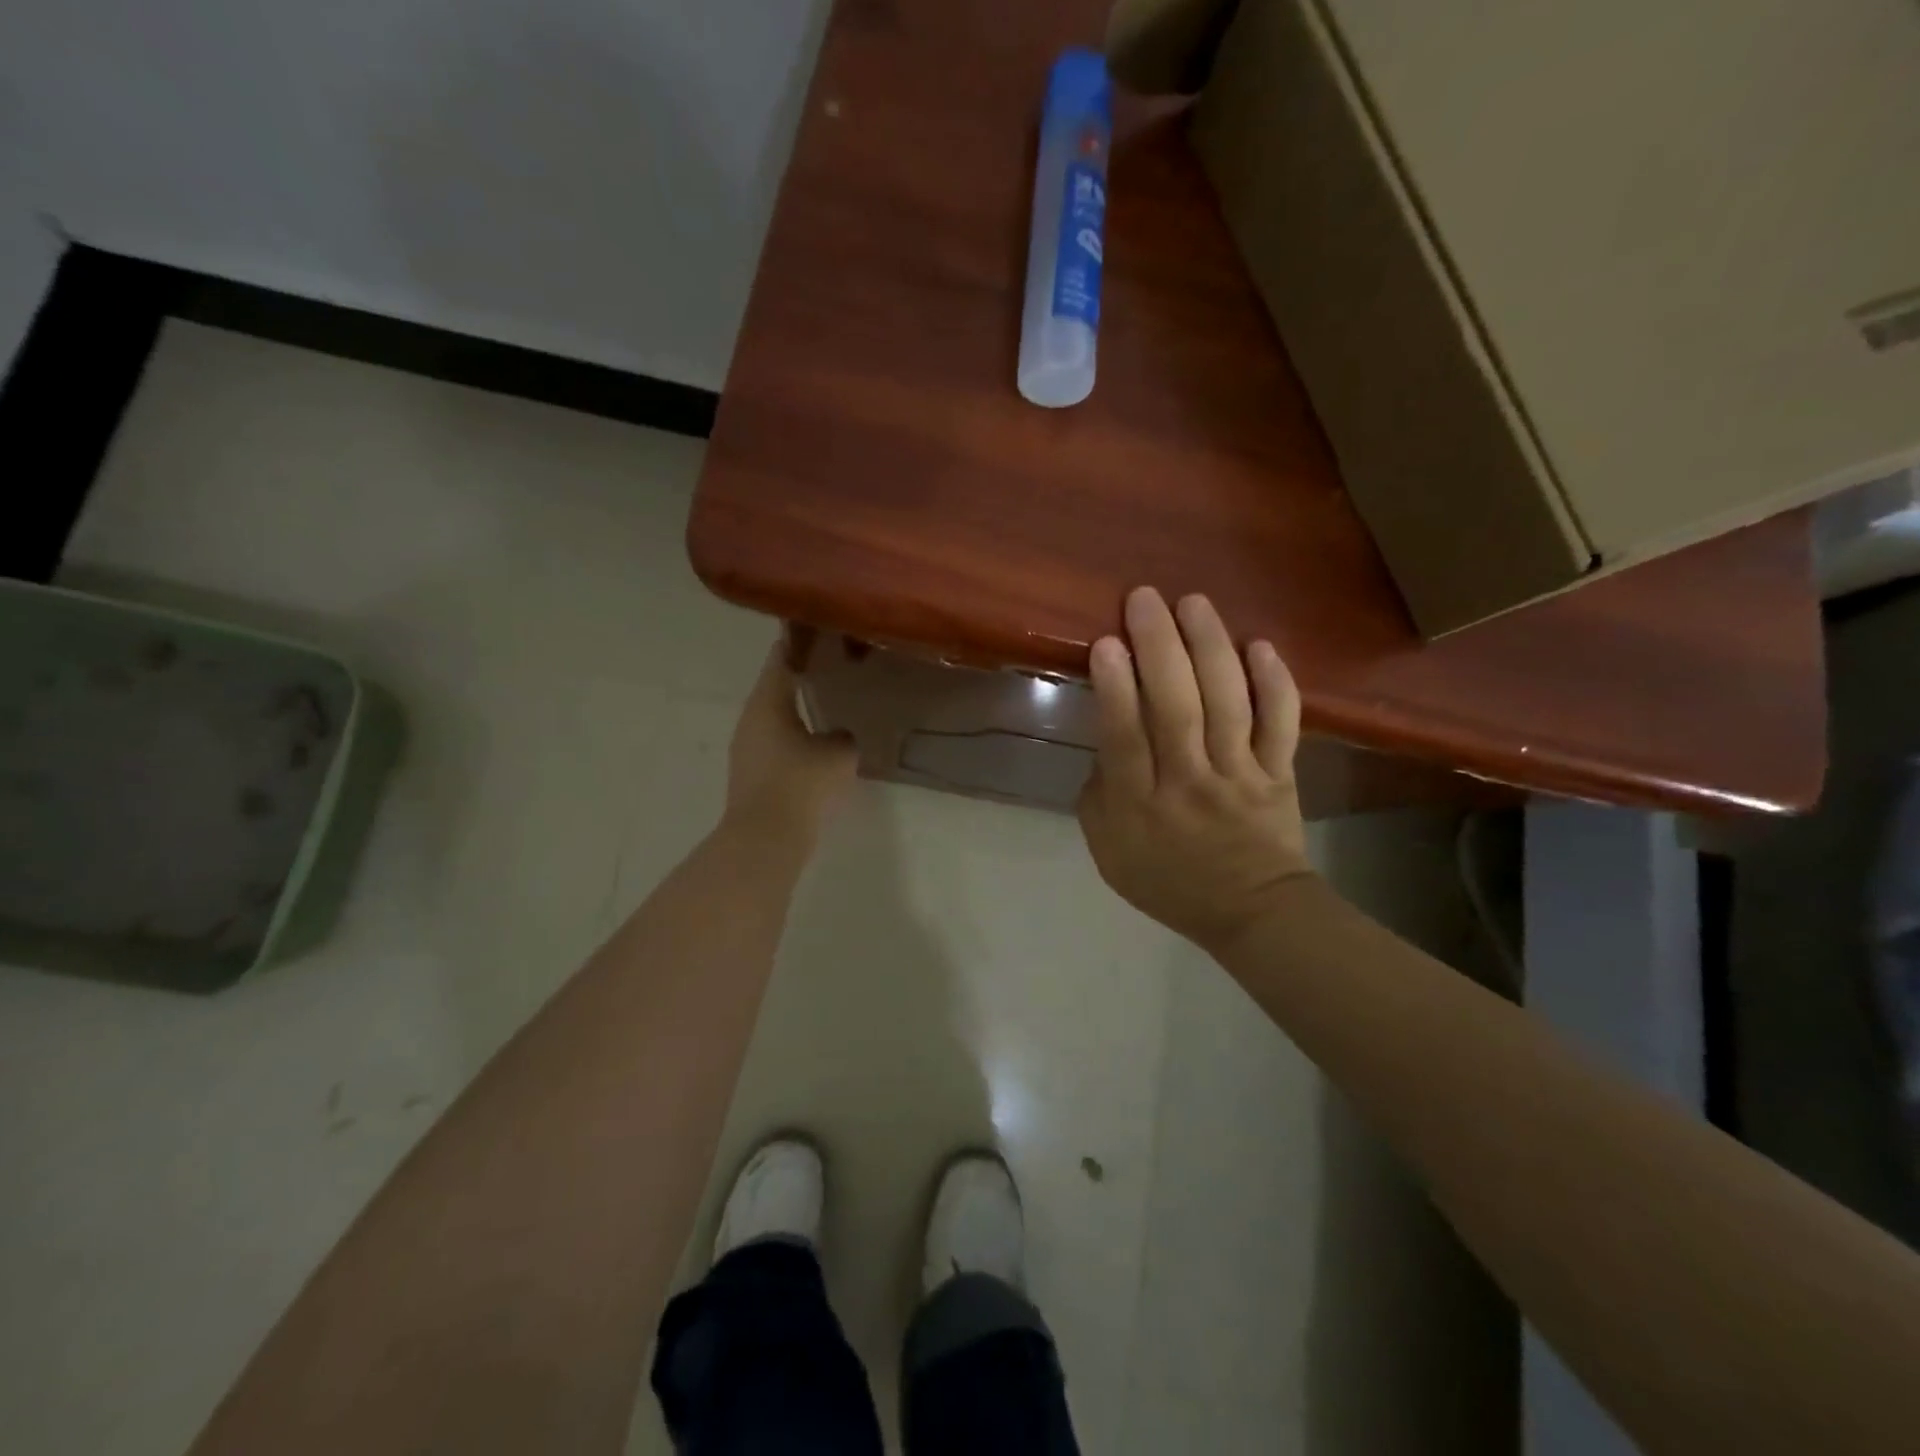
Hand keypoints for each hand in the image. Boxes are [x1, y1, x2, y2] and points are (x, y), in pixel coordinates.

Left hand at [723, 644, 858, 839]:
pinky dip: (792, 735)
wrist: (766, 837)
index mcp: (768, 702)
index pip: (782, 658)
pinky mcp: (750, 772)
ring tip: (828, 703)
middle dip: (802, 676)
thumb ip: (844, 735)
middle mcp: (750, 718)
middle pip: (775, 687)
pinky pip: (774, 742)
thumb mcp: (839, 753)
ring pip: (774, 716)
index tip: (818, 632)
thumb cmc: (802, 783)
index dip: (799, 643)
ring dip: (796, 708)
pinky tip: (815, 742)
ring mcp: (746, 747)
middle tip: (833, 668)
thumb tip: (839, 734)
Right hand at [1078, 588, 1310, 951]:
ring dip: (1210, 648)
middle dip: (1159, 648)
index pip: (1126, 737)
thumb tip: (1107, 742)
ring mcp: (1239, 775)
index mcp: (1140, 805)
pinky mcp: (1279, 772)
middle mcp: (1189, 782)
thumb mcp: (1108, 851)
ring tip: (1193, 603)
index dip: (1116, 688)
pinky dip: (1275, 683)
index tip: (1107, 642)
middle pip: (1176, 708)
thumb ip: (1099, 796)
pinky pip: (1281, 723)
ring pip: (1227, 704)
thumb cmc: (1168, 881)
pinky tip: (1260, 645)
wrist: (1251, 911)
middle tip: (1144, 599)